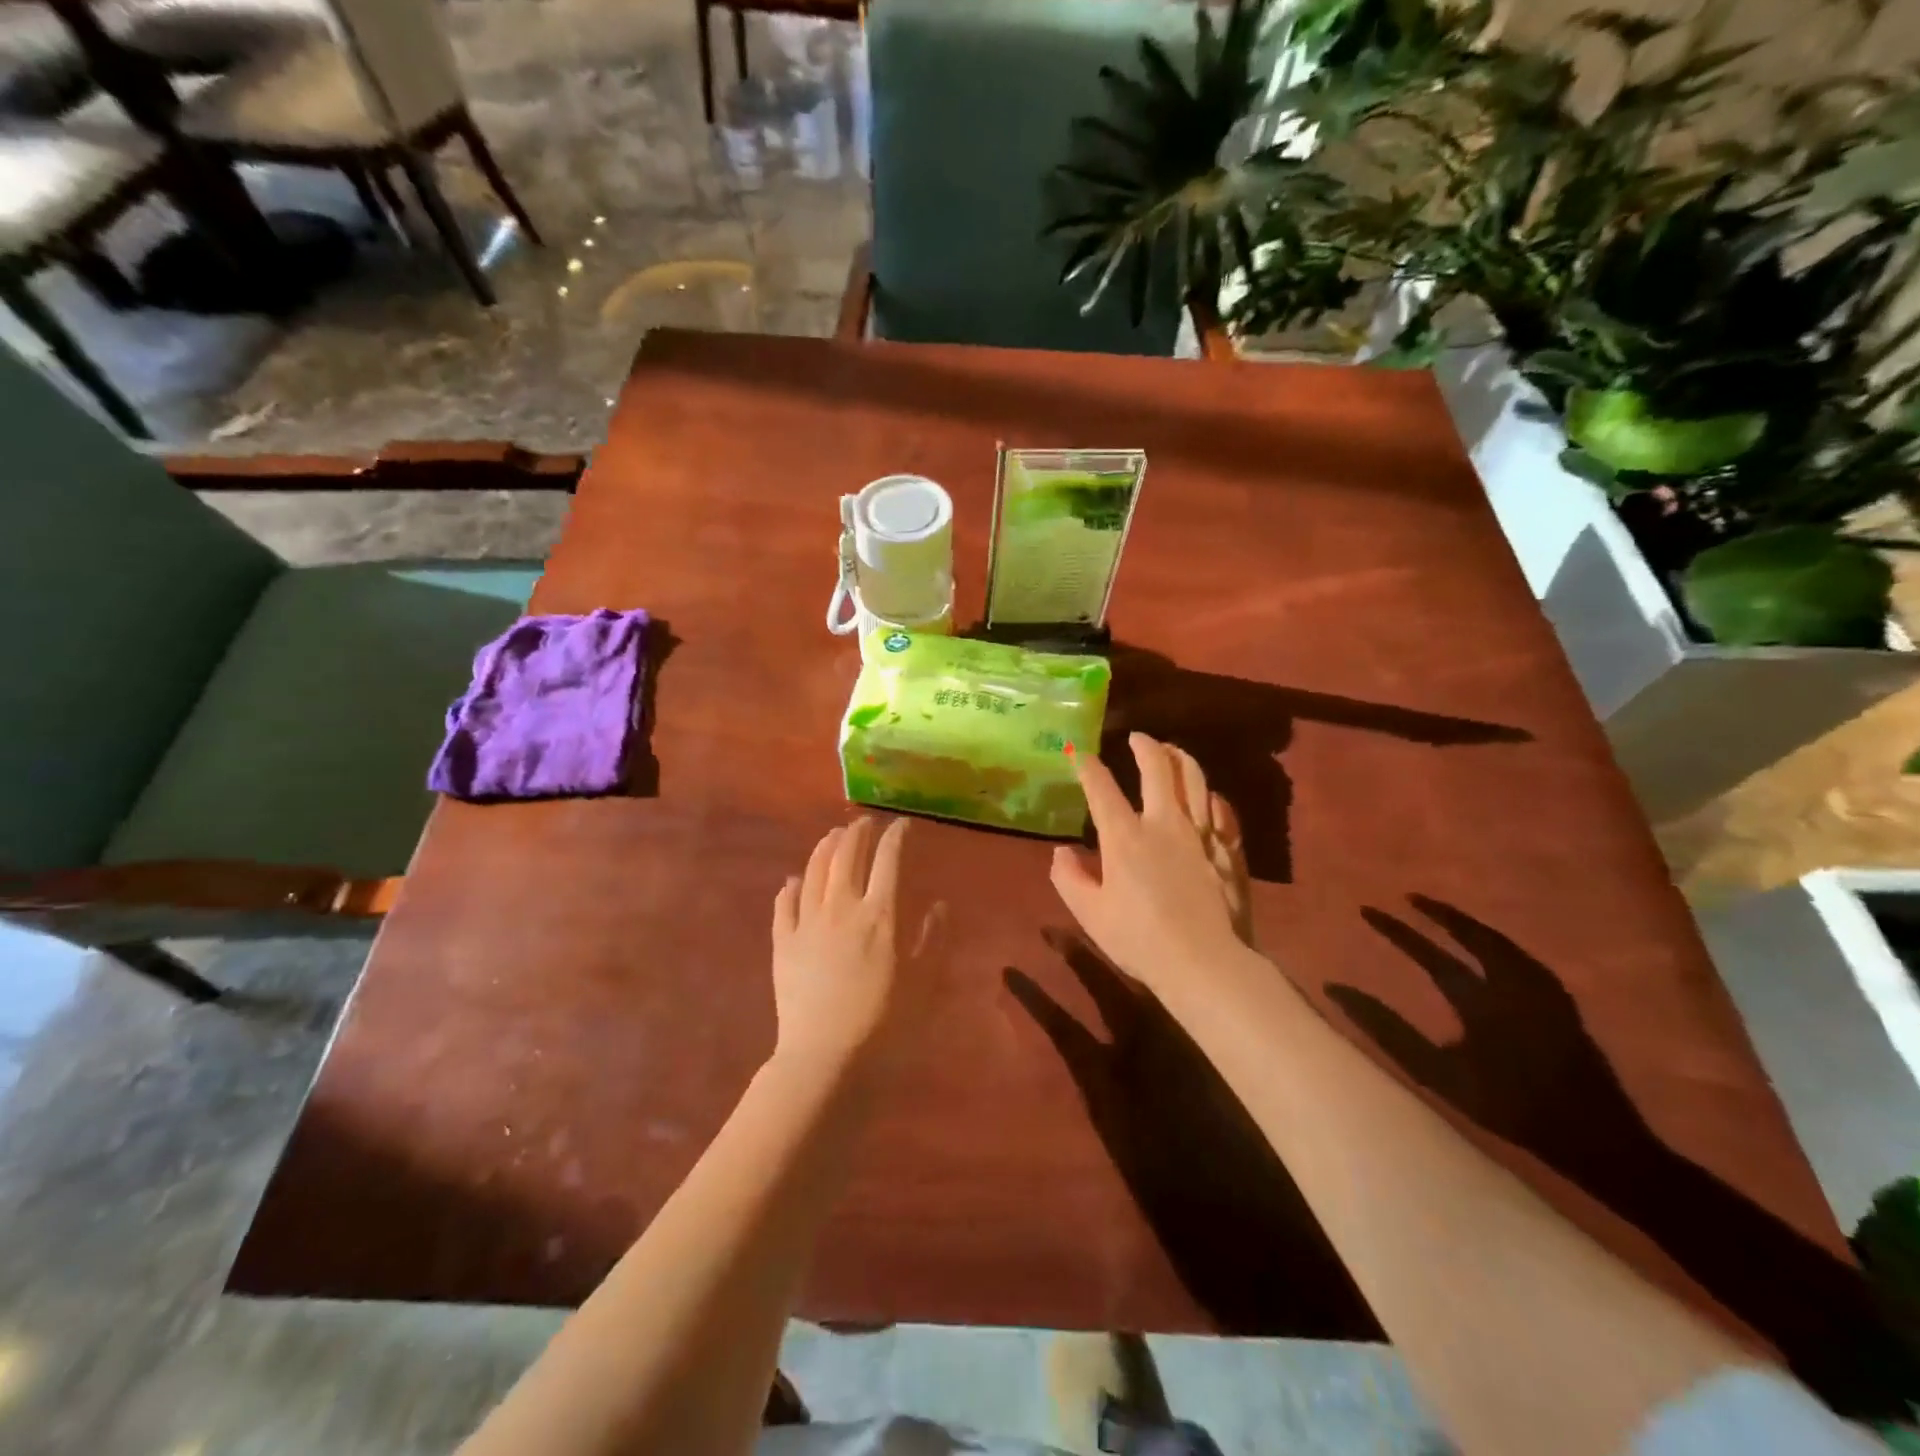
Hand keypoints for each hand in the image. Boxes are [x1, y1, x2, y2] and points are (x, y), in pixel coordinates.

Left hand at [771, 816, 934, 1074]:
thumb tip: (939, 905)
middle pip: (847, 855)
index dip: (896, 836)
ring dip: (825, 848)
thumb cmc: (885, 1022)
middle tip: (866, 823)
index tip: (903, 825)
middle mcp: (842, 907)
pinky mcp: (782, 943)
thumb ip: (933, 939)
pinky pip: (783, 905)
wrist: (826, 1057)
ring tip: (833, 836)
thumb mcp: (923, 982)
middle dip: (858, 832)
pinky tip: (792, 881)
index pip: (889, 860)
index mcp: (880, 914)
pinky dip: (789, 887)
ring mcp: (807, 923)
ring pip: (813, 871)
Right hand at [1050, 734, 1255, 1000]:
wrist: (1205, 963)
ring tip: (1172, 752)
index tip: (1078, 754)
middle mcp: (1165, 823)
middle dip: (1145, 746)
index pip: (1101, 787)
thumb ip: (1069, 878)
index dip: (1087, 765)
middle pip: (1158, 768)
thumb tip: (1063, 852)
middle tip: (1138, 738)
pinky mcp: (1229, 850)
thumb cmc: (1139, 940)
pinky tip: (1209, 798)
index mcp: (1125, 836)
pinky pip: (1223, 811)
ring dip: (1181, 759)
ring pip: (1196, 779)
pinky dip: (1212, 798)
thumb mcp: (1090, 914)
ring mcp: (1202, 834)